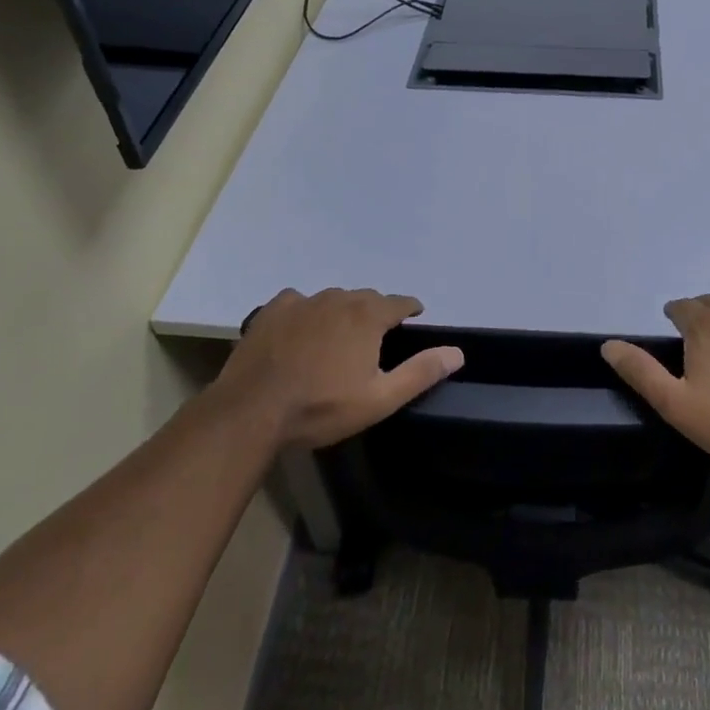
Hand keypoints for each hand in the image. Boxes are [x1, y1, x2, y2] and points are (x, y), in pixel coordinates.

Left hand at [213, 288, 463, 448]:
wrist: (252, 411)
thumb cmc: (322, 407)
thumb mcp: (380, 398)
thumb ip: (421, 372)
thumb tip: (457, 352)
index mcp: (368, 316)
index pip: (400, 302)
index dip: (410, 309)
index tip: (415, 317)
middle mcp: (339, 298)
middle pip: (367, 299)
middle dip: (375, 313)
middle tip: (374, 339)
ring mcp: (303, 301)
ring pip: (333, 299)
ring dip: (341, 313)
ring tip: (337, 337)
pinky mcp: (273, 310)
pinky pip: (299, 302)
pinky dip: (306, 313)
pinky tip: (300, 331)